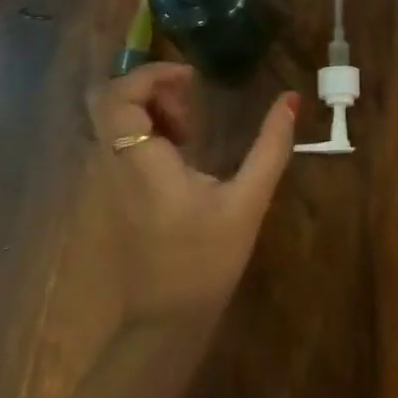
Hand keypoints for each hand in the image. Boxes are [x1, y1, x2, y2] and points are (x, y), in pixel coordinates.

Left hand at [87, 63, 298, 328]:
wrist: (165, 324)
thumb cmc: (206, 261)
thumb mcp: (247, 202)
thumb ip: (270, 147)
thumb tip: (290, 99)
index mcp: (142, 163)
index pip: (118, 97)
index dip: (150, 74)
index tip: (191, 79)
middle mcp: (113, 166)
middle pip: (107, 100)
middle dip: (147, 86)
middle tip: (188, 101)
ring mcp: (107, 181)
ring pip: (111, 120)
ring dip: (148, 108)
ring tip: (190, 128)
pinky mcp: (112, 194)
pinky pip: (117, 141)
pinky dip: (144, 130)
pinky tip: (180, 152)